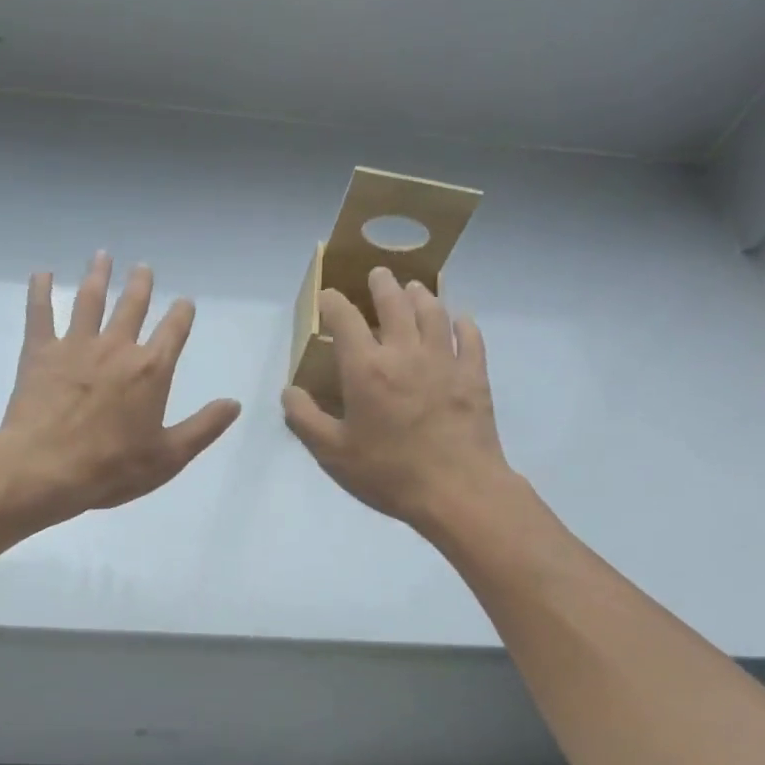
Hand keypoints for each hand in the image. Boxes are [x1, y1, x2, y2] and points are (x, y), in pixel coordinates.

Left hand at [0, 252, 240, 526]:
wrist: (46, 468)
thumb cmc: (112, 468)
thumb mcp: (169, 456)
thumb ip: (204, 427)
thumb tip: (234, 403)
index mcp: (151, 370)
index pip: (174, 331)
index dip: (182, 314)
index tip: (185, 302)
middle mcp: (117, 347)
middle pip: (132, 306)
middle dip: (141, 285)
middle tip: (143, 266)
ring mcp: (76, 345)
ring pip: (90, 300)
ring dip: (98, 275)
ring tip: (102, 255)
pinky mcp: (40, 352)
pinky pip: (40, 313)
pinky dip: (40, 291)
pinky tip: (42, 273)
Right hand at [282, 268, 515, 532]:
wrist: (457, 490)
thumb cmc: (388, 472)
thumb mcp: (332, 453)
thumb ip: (305, 418)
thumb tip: (290, 391)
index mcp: (365, 369)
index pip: (344, 319)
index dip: (333, 302)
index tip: (327, 297)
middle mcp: (404, 352)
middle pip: (394, 303)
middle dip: (382, 285)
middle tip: (378, 274)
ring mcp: (444, 360)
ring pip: (433, 312)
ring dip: (421, 295)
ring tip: (415, 288)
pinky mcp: (474, 375)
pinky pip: (470, 337)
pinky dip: (462, 323)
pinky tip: (459, 320)